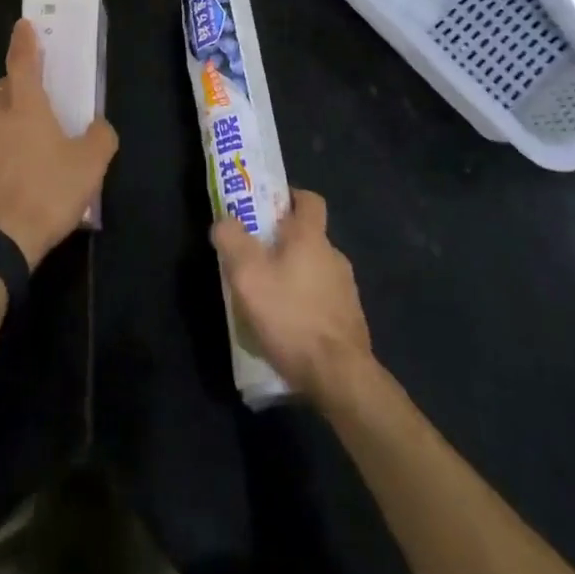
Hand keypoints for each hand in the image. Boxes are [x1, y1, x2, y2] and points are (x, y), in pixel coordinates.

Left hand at [0, 19, 117, 267]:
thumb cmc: (47, 194)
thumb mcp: (91, 166)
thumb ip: (100, 138)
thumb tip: (99, 127)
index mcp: (25, 109)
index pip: (22, 63)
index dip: (24, 41)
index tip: (23, 24)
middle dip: (13, 86)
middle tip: (31, 99)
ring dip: (3, 127)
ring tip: (25, 153)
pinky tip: (7, 184)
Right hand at [212, 188, 372, 405]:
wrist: (340, 376)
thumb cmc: (291, 316)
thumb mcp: (247, 275)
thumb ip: (232, 240)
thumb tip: (225, 222)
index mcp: (312, 237)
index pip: (309, 199)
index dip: (289, 196)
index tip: (267, 208)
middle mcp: (334, 256)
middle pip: (308, 237)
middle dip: (282, 243)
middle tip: (254, 259)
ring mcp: (346, 291)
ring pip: (314, 271)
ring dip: (293, 277)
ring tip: (267, 300)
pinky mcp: (350, 321)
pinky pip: (322, 301)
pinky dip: (305, 306)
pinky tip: (287, 329)